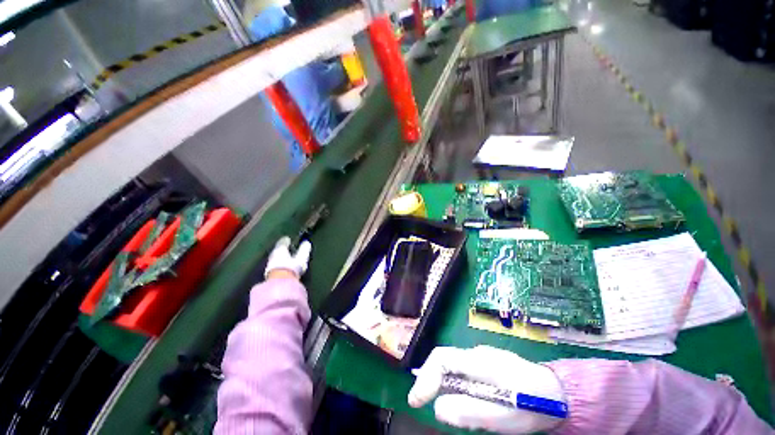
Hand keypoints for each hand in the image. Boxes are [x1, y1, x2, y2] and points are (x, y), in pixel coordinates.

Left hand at [265, 237, 311, 278]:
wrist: (279, 284)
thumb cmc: (292, 267)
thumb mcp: (302, 257)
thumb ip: (304, 249)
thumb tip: (307, 242)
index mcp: (280, 249)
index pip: (283, 242)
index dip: (286, 240)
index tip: (289, 239)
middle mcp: (273, 255)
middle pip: (278, 250)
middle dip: (283, 250)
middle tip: (288, 249)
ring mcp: (270, 265)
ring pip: (276, 258)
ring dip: (281, 258)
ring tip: (287, 259)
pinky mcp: (269, 274)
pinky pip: (275, 266)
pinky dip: (279, 265)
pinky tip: (284, 268)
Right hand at [408, 346, 565, 433]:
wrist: (559, 392)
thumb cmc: (533, 404)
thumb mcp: (503, 415)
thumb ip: (469, 410)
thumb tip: (438, 407)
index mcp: (479, 361)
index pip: (442, 358)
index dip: (425, 376)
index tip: (416, 400)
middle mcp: (477, 354)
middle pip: (444, 360)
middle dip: (429, 380)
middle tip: (422, 402)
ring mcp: (482, 357)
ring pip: (452, 366)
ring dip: (441, 383)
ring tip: (439, 403)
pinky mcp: (487, 364)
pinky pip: (462, 371)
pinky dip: (453, 384)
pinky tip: (461, 399)